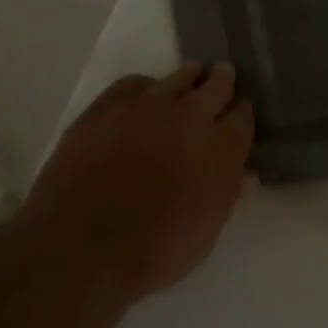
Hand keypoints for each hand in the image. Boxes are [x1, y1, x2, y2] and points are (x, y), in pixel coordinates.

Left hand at [23, 62, 253, 299]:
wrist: (81, 247)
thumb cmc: (154, 252)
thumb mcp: (204, 234)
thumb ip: (227, 195)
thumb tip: (246, 174)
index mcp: (221, 148)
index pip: (243, 116)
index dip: (242, 113)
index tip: (240, 114)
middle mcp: (191, 118)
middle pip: (216, 86)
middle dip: (222, 81)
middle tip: (223, 76)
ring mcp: (147, 108)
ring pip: (177, 78)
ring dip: (189, 77)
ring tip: (192, 75)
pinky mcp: (107, 108)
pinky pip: (133, 83)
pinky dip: (145, 85)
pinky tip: (145, 91)